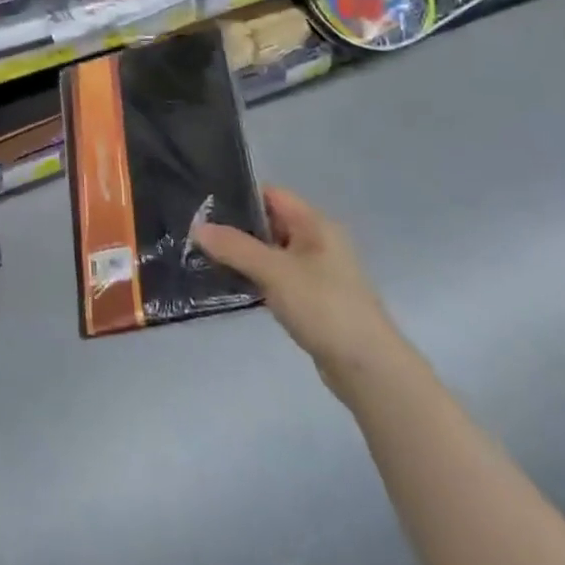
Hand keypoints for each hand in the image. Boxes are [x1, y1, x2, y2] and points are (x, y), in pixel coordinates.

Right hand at [193, 186, 402, 396]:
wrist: (368, 369)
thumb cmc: (324, 306)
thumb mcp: (275, 271)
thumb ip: (235, 247)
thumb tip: (197, 227)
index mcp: (315, 224)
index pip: (271, 194)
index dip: (239, 196)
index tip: (204, 205)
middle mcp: (318, 242)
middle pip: (269, 223)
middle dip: (236, 228)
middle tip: (197, 232)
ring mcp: (317, 273)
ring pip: (271, 253)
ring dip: (244, 256)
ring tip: (205, 257)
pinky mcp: (313, 301)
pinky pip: (277, 278)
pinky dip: (256, 279)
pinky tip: (231, 285)